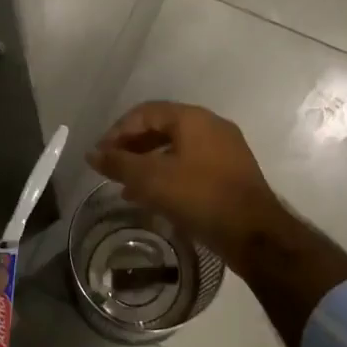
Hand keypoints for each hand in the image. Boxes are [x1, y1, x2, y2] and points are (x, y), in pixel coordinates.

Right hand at [87, 102, 286, 263]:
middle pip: (162, 128)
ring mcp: (224, 150)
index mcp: (193, 118)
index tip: (100, 155)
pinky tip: (154, 199)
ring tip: (126, 187)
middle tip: (111, 168)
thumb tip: (92, 154)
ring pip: (176, 150)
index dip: (118, 131)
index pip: (146, 112)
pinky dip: (168, 176)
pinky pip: (191, 166)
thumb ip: (119, 163)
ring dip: (148, 164)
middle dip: (132, 148)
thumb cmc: (200, 197)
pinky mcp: (230, 174)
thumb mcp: (152, 179)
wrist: (254, 234)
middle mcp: (211, 127)